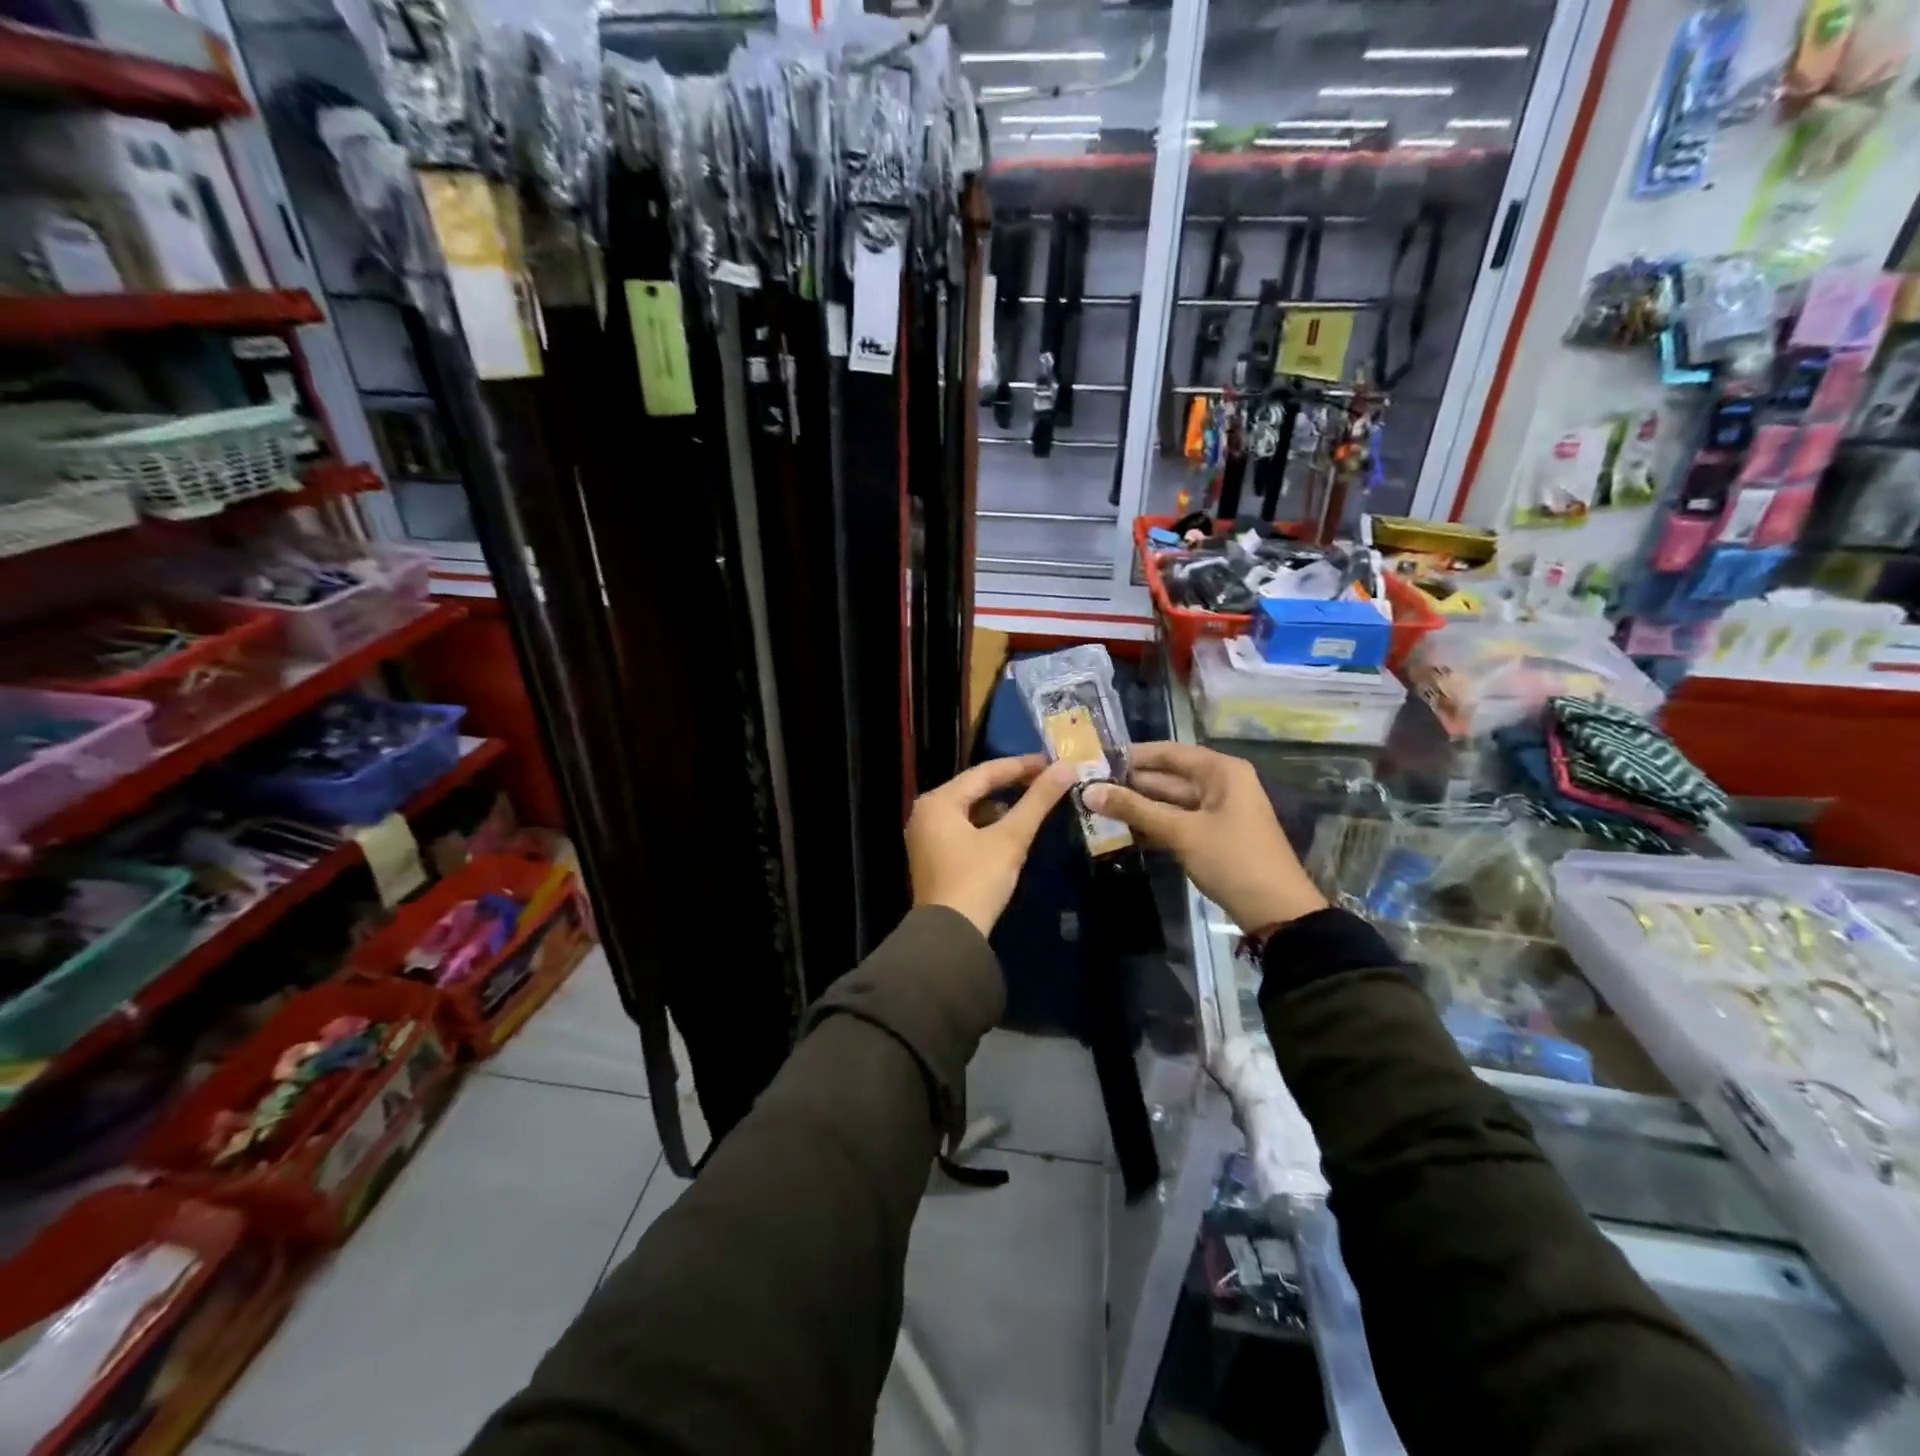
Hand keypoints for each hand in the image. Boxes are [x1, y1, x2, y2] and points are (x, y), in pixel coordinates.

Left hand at [907, 755, 1076, 934]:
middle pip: (974, 788)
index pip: (984, 772)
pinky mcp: (933, 856)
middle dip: (1011, 783)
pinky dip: (988, 823)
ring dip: (1001, 804)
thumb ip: (1037, 801)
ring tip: (1033, 800)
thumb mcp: (1011, 838)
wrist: (950, 936)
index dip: (1021, 765)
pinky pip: (964, 827)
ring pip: (970, 808)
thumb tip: (1066, 768)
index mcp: (938, 801)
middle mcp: (926, 812)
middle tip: (1045, 778)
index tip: (1051, 762)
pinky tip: (1011, 827)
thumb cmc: (977, 880)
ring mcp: (926, 836)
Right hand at [1084, 742, 1326, 933]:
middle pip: (1166, 777)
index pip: (1168, 752)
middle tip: (1086, 789)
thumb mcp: (1181, 832)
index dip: (1131, 756)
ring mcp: (1215, 811)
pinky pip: (1174, 822)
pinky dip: (1151, 825)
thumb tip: (1089, 792)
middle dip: (1129, 785)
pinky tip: (1120, 831)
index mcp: (1220, 771)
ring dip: (1136, 807)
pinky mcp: (1210, 836)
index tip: (1094, 761)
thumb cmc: (1232, 860)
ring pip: (1167, 802)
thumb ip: (1134, 810)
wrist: (1277, 912)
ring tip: (1095, 809)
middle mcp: (1219, 784)